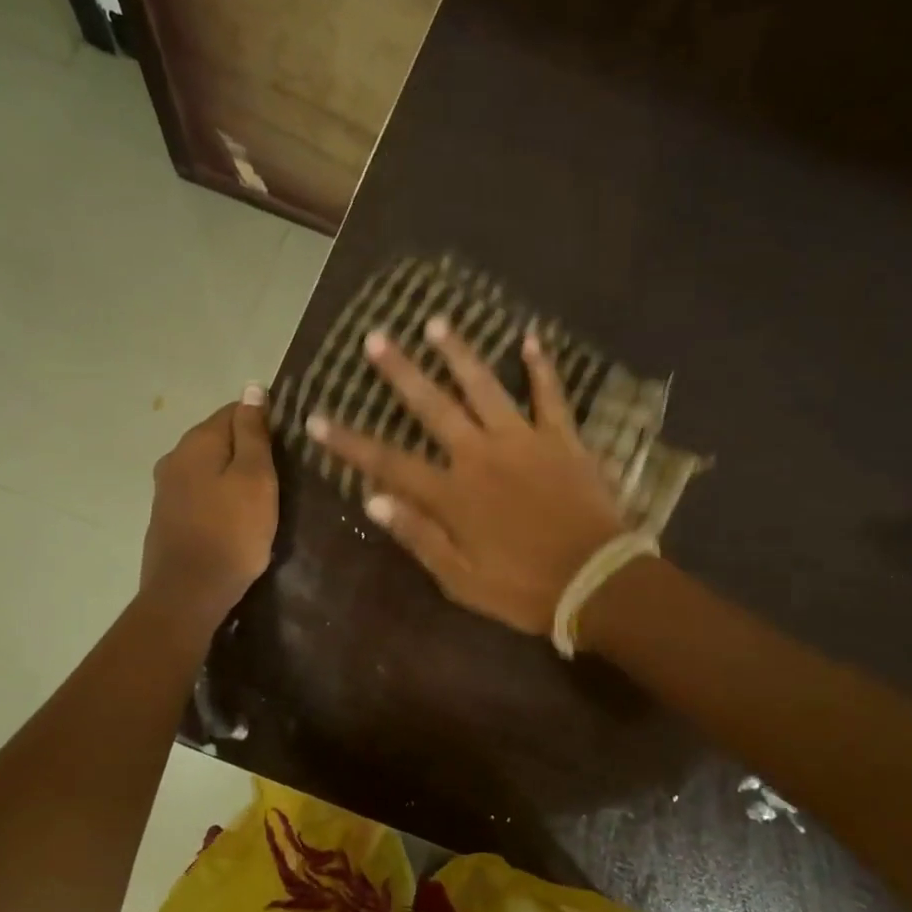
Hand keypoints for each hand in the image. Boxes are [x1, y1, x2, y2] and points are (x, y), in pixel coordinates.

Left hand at [140, 390, 278, 632]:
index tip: (290, 447)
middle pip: (220, 439)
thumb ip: (254, 433)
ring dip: (235, 475)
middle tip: (282, 475)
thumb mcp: (255, 478)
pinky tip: (237, 517)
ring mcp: (167, 488)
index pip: (235, 410)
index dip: (266, 423)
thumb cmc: (232, 533)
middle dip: (250, 450)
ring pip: (210, 467)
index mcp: (197, 441)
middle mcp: (175, 456)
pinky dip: (221, 497)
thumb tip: (253, 388)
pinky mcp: (167, 516)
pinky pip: (201, 492)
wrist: (188, 593)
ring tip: (264, 497)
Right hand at [306, 318, 625, 635]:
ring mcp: (524, 441)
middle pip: (433, 407)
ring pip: (485, 388)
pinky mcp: (563, 440)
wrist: (596, 581)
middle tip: (376, 338)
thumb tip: (372, 500)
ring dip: (459, 354)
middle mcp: (481, 456)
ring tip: (436, 323)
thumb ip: (418, 535)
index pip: (388, 462)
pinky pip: (551, 396)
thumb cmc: (523, 588)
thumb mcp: (460, 579)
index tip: (316, 418)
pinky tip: (531, 338)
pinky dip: (542, 368)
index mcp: (452, 494)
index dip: (349, 442)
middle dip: (401, 372)